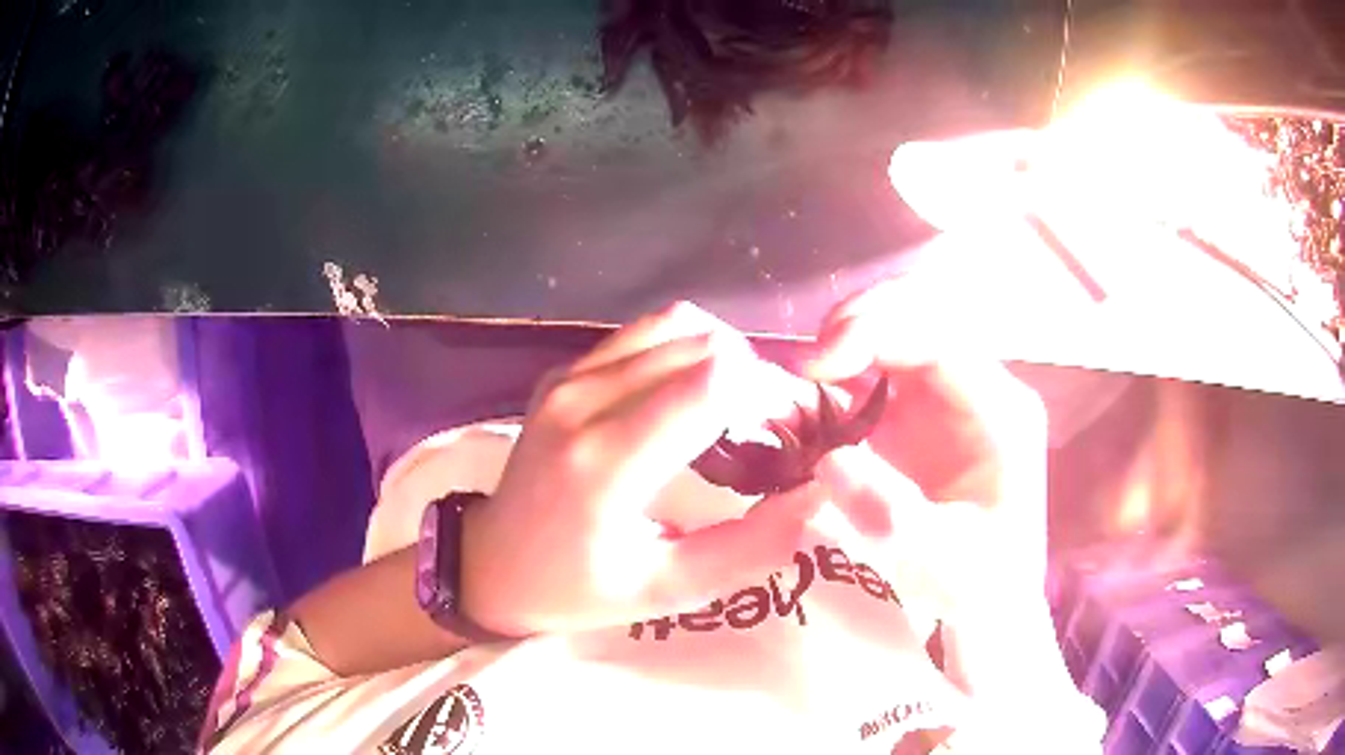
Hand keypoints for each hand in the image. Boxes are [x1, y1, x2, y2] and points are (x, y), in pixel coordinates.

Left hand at [462, 302, 826, 637]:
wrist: (490, 563)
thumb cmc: (574, 589)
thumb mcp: (665, 590)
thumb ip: (748, 549)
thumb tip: (817, 496)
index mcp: (604, 461)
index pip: (713, 381)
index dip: (769, 397)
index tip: (784, 436)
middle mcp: (583, 399)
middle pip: (703, 342)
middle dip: (753, 377)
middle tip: (765, 428)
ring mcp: (568, 376)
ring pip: (677, 325)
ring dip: (720, 357)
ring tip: (731, 408)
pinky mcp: (563, 369)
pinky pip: (644, 334)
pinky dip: (684, 351)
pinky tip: (686, 397)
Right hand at [806, 275, 1051, 619]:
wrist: (989, 603)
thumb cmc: (980, 585)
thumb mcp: (942, 564)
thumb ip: (891, 515)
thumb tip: (829, 459)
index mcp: (1000, 410)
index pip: (940, 336)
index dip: (876, 330)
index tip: (816, 363)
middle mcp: (975, 389)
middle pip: (917, 316)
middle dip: (856, 324)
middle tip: (803, 365)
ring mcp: (945, 398)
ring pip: (893, 334)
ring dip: (841, 345)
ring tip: (798, 381)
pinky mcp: (916, 415)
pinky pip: (873, 372)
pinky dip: (835, 378)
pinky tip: (806, 402)